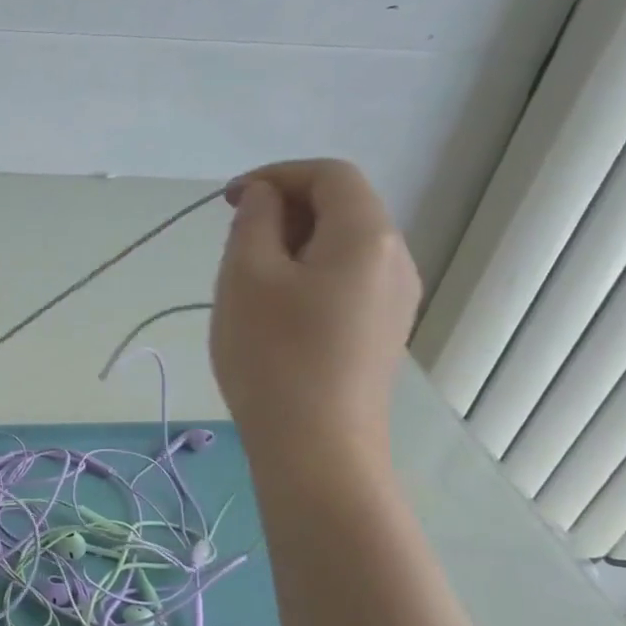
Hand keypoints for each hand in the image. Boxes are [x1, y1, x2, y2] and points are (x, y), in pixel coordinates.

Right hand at [210, 159, 419, 466]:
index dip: (277, 175)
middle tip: (235, 244)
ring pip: (341, 247)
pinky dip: (308, 276)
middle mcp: (395, 260)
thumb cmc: (274, 356)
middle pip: (341, 208)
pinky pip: (345, 281)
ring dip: (292, 246)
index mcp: (367, 235)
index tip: (230, 201)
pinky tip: (275, 313)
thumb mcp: (246, 276)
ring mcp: (395, 300)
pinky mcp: (382, 333)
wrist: (317, 450)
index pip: (330, 175)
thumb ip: (255, 221)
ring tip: (248, 281)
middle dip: (284, 211)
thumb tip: (266, 198)